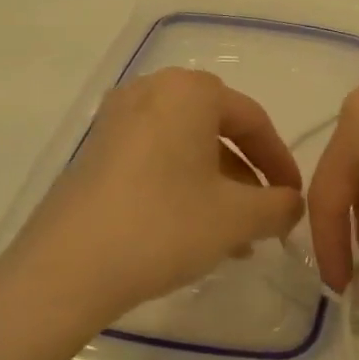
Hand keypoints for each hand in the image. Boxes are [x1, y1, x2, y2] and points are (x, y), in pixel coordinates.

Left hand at [9, 68, 304, 323]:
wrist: (65, 268)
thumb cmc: (163, 225)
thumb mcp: (237, 218)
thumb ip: (279, 205)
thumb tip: (291, 203)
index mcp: (189, 91)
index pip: (253, 120)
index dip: (281, 162)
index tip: (294, 199)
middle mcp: (152, 91)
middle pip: (218, 131)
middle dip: (247, 177)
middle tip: (265, 216)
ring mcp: (117, 120)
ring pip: (186, 149)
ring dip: (217, 188)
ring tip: (234, 238)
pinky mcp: (95, 152)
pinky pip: (155, 160)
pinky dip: (182, 187)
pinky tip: (194, 232)